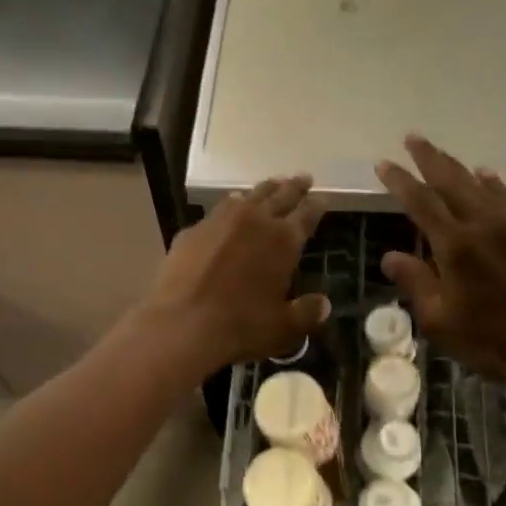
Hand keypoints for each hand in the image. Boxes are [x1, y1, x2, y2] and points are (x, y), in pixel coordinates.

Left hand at [143, 175, 328, 370]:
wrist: (182, 324)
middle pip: (279, 195)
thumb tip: (324, 304)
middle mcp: (254, 221)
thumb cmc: (241, 326)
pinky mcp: (192, 231)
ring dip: (262, 190)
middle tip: (303, 177)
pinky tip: (229, 209)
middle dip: (293, 186)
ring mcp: (219, 222)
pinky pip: (218, 211)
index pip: (307, 214)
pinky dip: (230, 206)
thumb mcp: (283, 327)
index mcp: (283, 240)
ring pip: (247, 196)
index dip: (316, 205)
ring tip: (270, 185)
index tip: (322, 197)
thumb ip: (306, 313)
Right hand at [375, 137, 505, 410]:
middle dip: (430, 158)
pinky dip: (494, 185)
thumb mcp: (441, 321)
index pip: (420, 202)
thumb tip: (391, 256)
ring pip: (483, 185)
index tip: (384, 163)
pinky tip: (489, 178)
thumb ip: (416, 283)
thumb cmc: (493, 342)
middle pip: (452, 180)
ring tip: (444, 155)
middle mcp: (485, 224)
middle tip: (413, 138)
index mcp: (455, 245)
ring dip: (460, 168)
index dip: (400, 181)